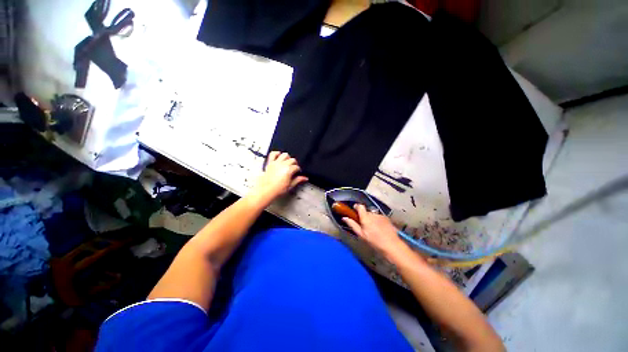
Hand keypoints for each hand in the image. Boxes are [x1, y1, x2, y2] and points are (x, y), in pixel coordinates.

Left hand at [249, 151, 307, 202]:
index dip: (298, 170)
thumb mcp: (290, 185)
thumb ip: (298, 180)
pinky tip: (279, 155)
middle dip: (294, 163)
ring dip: (287, 157)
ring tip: (287, 162)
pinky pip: (273, 154)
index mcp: (289, 170)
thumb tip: (305, 178)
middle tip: (294, 168)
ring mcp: (276, 163)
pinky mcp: (270, 163)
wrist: (266, 191)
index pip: (297, 167)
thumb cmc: (277, 189)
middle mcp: (283, 164)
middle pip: (292, 160)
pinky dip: (276, 153)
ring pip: (284, 155)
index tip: (298, 173)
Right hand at [342, 204, 410, 261]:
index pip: (360, 206)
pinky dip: (377, 221)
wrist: (392, 245)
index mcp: (366, 217)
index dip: (357, 207)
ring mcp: (381, 216)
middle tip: (364, 225)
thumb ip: (352, 225)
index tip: (354, 210)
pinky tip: (379, 229)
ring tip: (373, 229)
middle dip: (364, 216)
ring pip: (373, 215)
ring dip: (371, 219)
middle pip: (366, 211)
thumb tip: (344, 218)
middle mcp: (373, 214)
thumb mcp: (361, 235)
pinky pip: (379, 217)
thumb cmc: (374, 241)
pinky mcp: (387, 219)